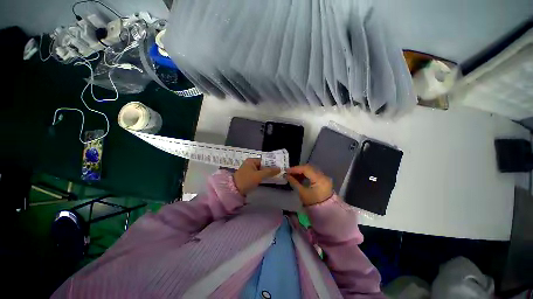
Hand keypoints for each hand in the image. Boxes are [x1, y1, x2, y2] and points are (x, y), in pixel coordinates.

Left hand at [233, 158, 280, 195]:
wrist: (234, 190)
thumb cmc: (246, 180)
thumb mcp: (258, 175)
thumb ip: (269, 172)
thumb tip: (279, 169)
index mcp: (252, 160)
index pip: (264, 160)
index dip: (272, 163)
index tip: (280, 166)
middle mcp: (251, 164)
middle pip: (263, 165)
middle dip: (271, 168)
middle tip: (280, 171)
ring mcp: (250, 170)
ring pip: (262, 170)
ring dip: (268, 173)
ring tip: (278, 175)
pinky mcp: (250, 177)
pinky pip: (259, 175)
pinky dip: (264, 176)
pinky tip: (271, 178)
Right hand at [286, 165, 332, 205]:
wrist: (325, 211)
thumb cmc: (312, 203)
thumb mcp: (302, 192)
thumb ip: (294, 182)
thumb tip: (286, 175)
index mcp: (319, 179)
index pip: (306, 169)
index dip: (295, 169)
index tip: (286, 170)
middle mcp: (323, 176)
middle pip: (309, 167)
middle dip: (298, 169)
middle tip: (289, 172)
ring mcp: (324, 177)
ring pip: (311, 169)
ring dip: (302, 171)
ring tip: (293, 175)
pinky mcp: (324, 179)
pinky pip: (314, 173)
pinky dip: (306, 174)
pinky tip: (300, 177)